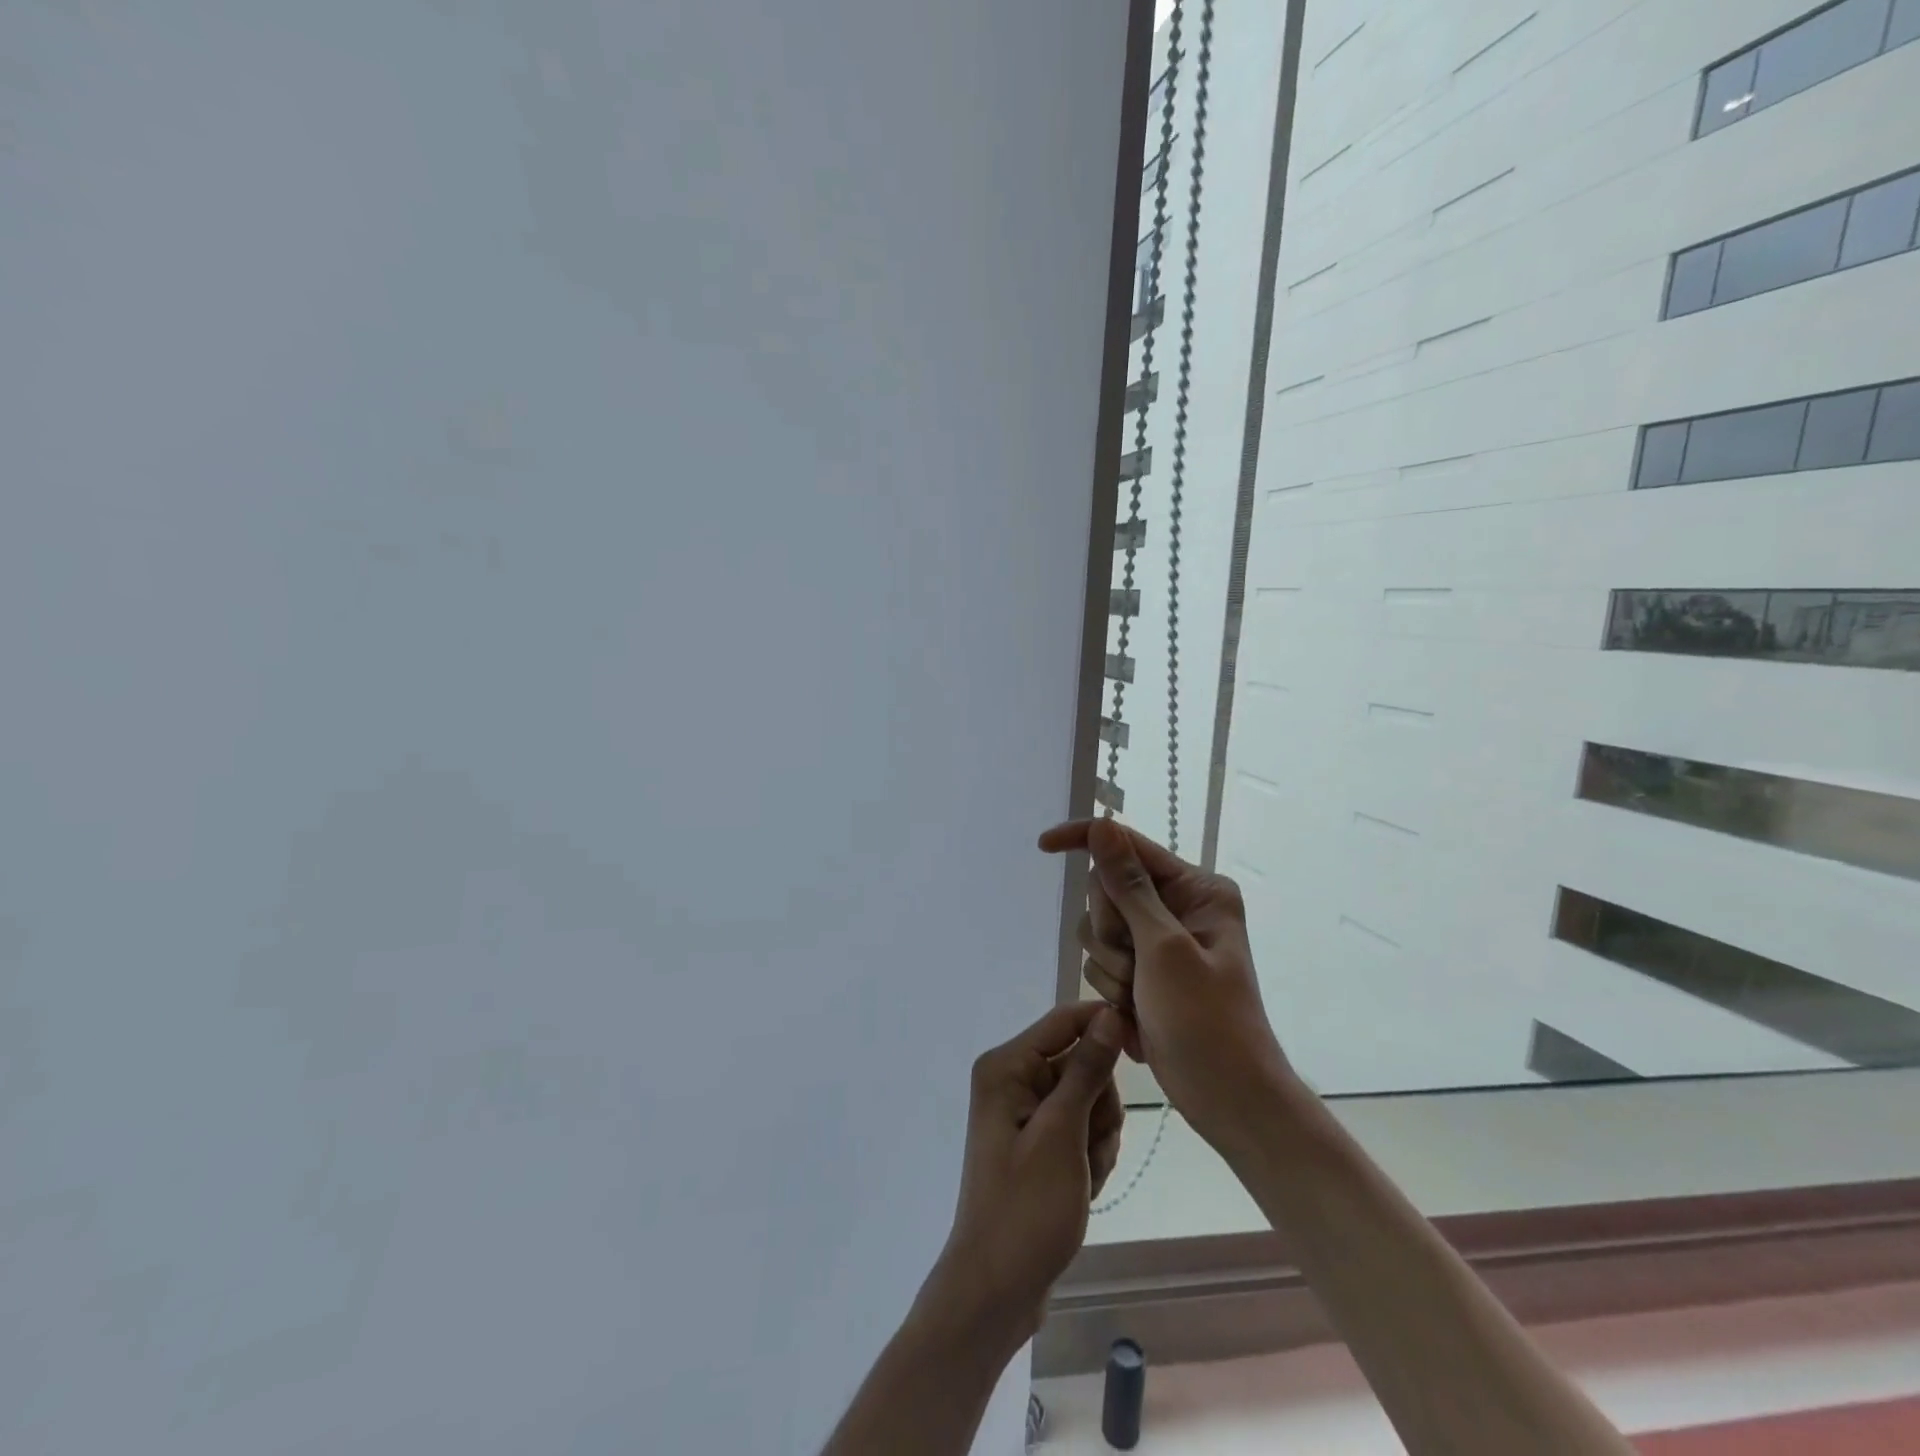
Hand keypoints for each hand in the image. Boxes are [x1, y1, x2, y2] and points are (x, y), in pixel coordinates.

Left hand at [926, 1001, 1126, 1343]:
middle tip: (1088, 1148)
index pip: (1065, 1021)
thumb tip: (1110, 1014)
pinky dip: (1091, 1156)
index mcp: (1007, 1066)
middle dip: (1099, 1106)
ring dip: (1098, 1138)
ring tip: (1083, 1176)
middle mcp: (1013, 1080)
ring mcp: (1025, 1113)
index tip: (1143, 1049)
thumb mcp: (1062, 1134)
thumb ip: (1086, 1070)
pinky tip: (1081, 1188)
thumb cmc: (1026, 1208)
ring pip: (1089, 1099)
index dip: (1105, 1027)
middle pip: (1081, 1063)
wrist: (996, 1289)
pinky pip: (1081, 1129)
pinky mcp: (1038, 1142)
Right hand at [1039, 818, 1288, 1144]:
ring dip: (1109, 968)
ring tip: (1140, 1000)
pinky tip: (1137, 1017)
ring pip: (1096, 930)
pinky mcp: (1143, 973)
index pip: (1128, 846)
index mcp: (1196, 890)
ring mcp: (1158, 942)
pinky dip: (1111, 991)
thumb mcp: (1164, 948)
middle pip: (1105, 890)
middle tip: (1136, 967)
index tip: (1044, 845)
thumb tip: (1102, 827)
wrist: (1228, 1099)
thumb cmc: (1207, 1021)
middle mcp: (1177, 907)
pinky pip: (1101, 962)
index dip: (1085, 841)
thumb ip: (1128, 885)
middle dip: (1108, 931)